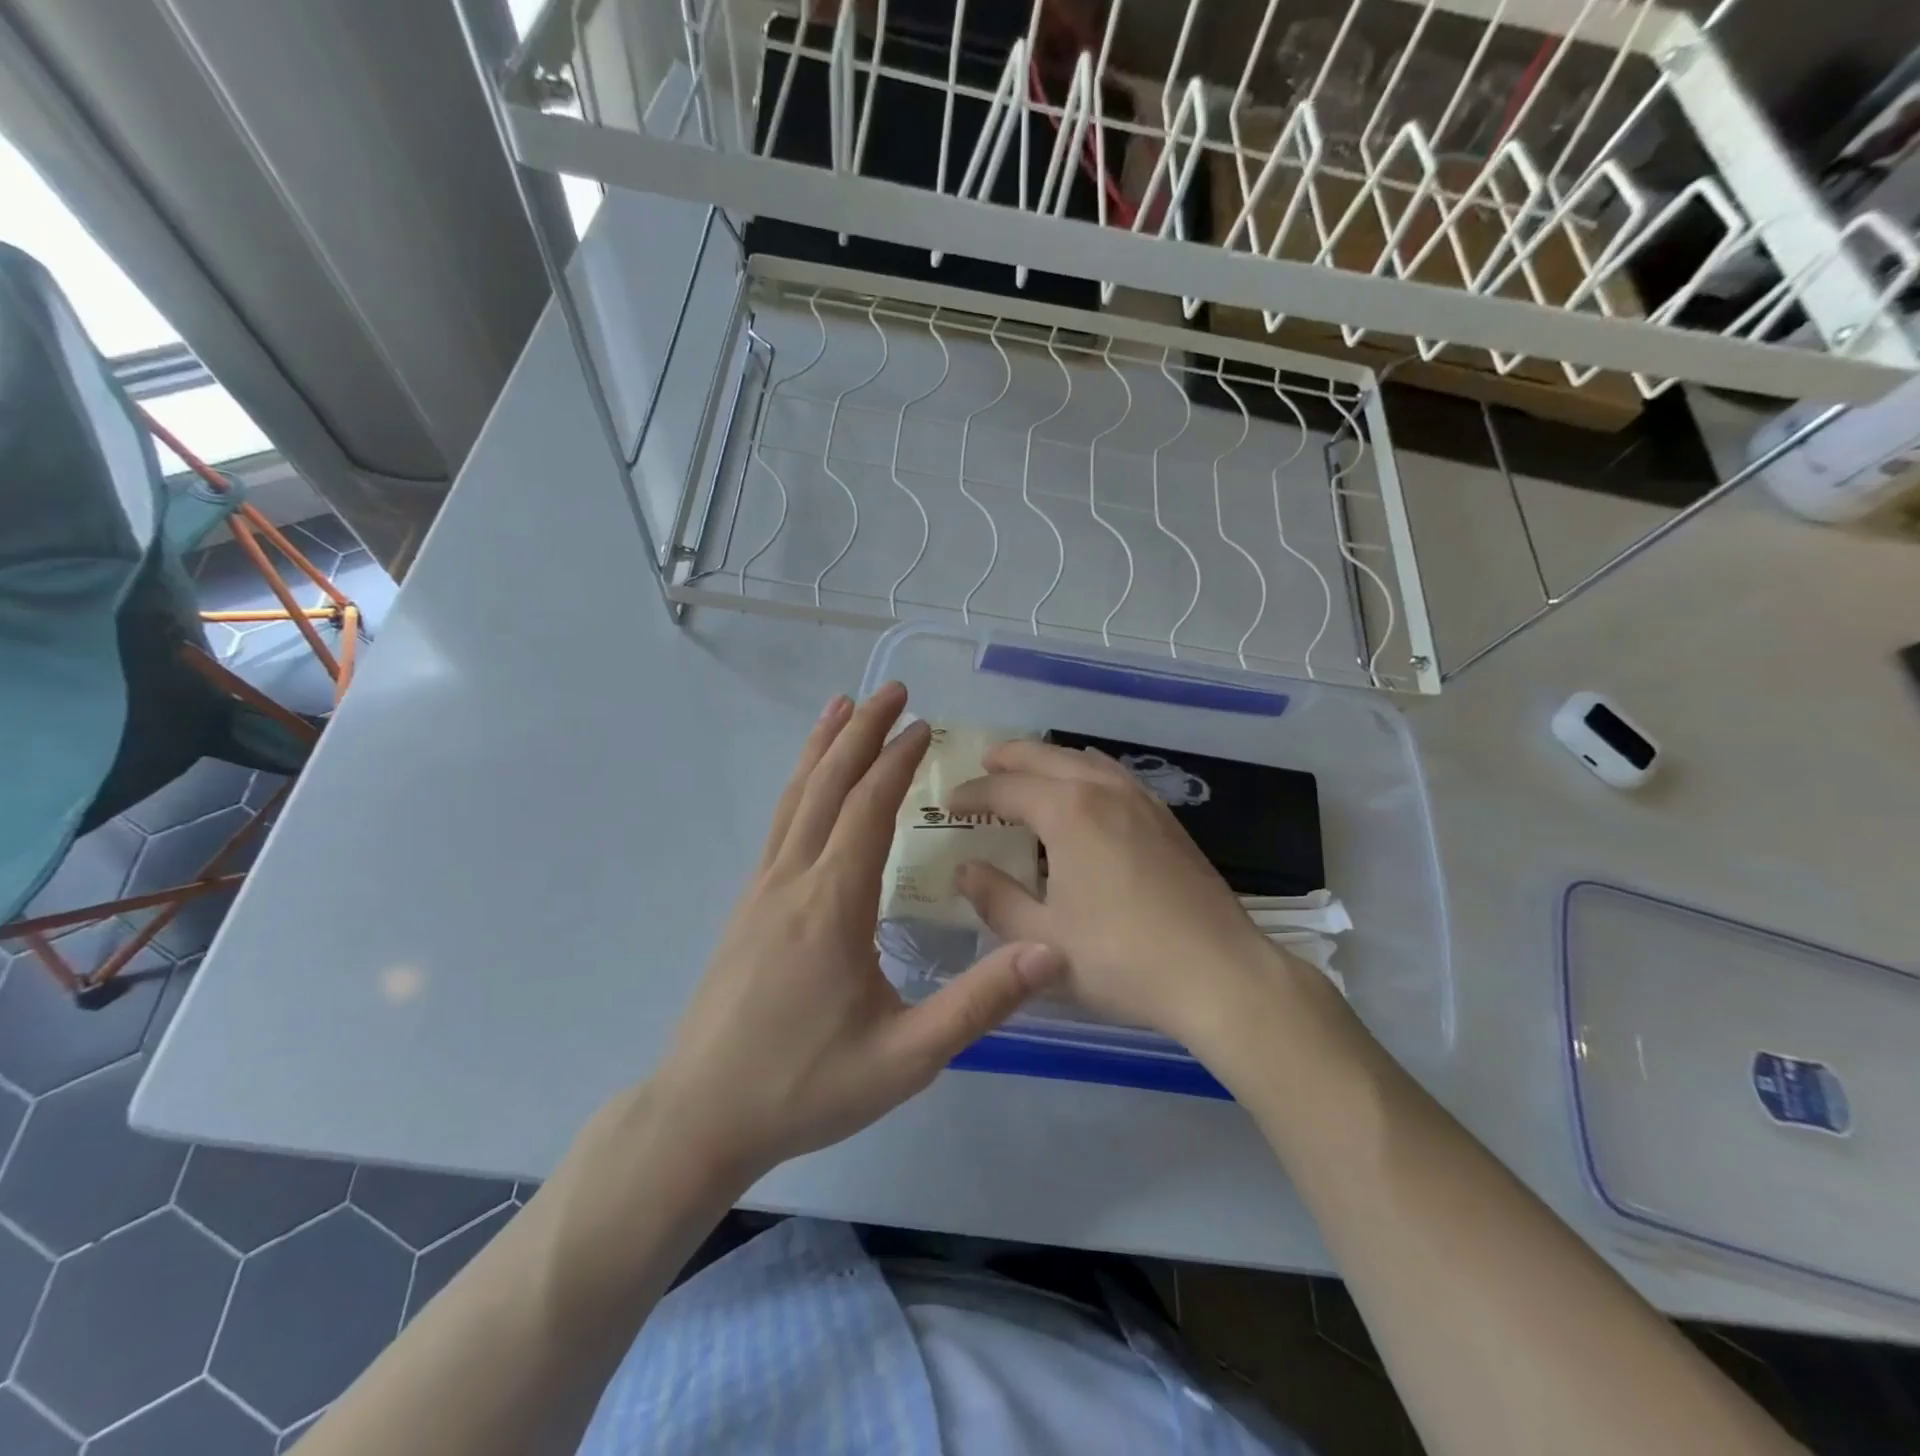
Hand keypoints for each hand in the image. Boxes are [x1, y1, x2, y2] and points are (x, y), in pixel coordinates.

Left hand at [650, 683, 1064, 1186]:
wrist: (701, 1116)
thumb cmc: (805, 1087)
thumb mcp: (906, 1059)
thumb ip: (978, 1004)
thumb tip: (1048, 951)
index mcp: (832, 905)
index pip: (868, 809)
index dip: (897, 761)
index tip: (925, 725)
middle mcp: (792, 880)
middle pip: (827, 786)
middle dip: (861, 733)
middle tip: (890, 689)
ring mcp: (761, 890)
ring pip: (794, 798)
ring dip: (822, 748)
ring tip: (841, 706)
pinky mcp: (748, 906)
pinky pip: (778, 824)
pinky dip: (798, 785)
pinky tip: (808, 784)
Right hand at [950, 740, 1293, 1050]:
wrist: (1218, 974)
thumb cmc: (1120, 958)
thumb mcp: (1041, 939)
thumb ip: (996, 899)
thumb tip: (965, 868)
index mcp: (1068, 811)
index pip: (1007, 788)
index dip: (974, 793)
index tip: (949, 803)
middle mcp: (1104, 791)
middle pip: (1048, 758)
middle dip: (1011, 758)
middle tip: (985, 762)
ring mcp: (1142, 801)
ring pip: (1086, 760)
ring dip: (1051, 759)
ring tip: (1031, 768)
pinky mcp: (1167, 819)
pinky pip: (1116, 775)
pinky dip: (1088, 770)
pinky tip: (1089, 788)